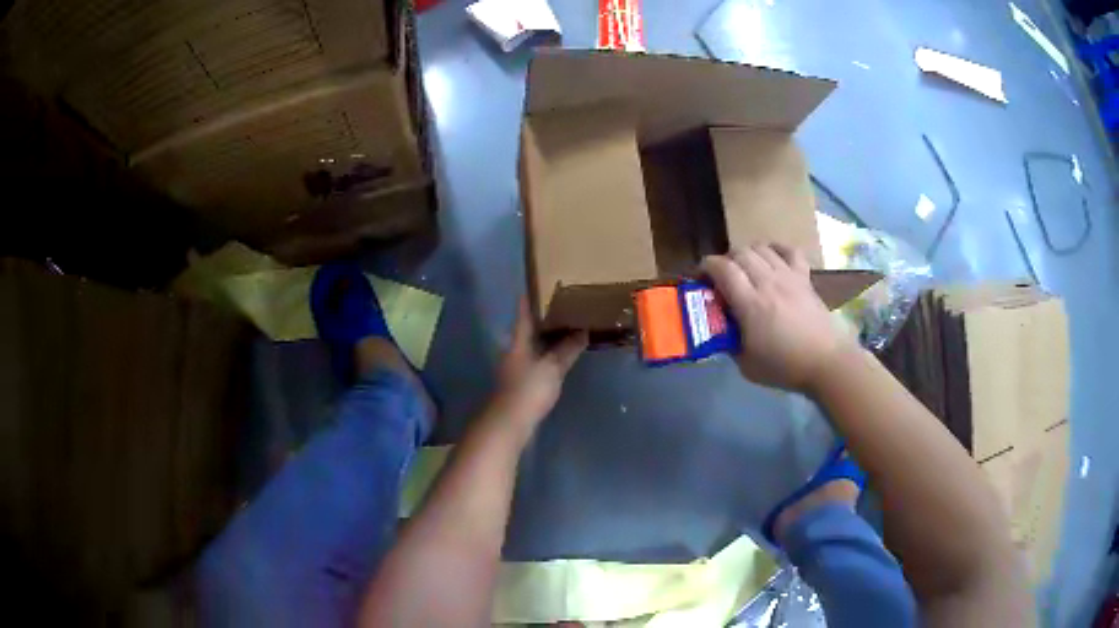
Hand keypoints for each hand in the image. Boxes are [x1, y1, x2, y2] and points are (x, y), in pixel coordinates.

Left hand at [488, 299, 587, 438]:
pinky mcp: (521, 382)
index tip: (537, 284)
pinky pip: (537, 360)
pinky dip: (549, 354)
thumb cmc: (529, 389)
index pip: (523, 312)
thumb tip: (582, 331)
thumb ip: (568, 349)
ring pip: (533, 345)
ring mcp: (516, 366)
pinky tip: (561, 357)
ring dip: (548, 337)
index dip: (529, 297)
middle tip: (564, 305)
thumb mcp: (553, 367)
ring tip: (568, 328)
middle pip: (529, 328)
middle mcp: (514, 350)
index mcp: (518, 340)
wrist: (510, 422)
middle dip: (544, 318)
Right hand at [701, 244, 854, 391]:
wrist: (827, 362)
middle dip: (725, 261)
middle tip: (722, 279)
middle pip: (740, 253)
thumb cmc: (785, 367)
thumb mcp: (747, 365)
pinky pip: (790, 250)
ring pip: (761, 248)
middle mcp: (768, 282)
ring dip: (748, 254)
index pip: (722, 268)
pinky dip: (776, 249)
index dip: (706, 267)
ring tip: (745, 270)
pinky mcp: (804, 278)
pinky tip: (772, 259)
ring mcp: (789, 276)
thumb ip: (730, 343)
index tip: (699, 278)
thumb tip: (722, 330)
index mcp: (750, 303)